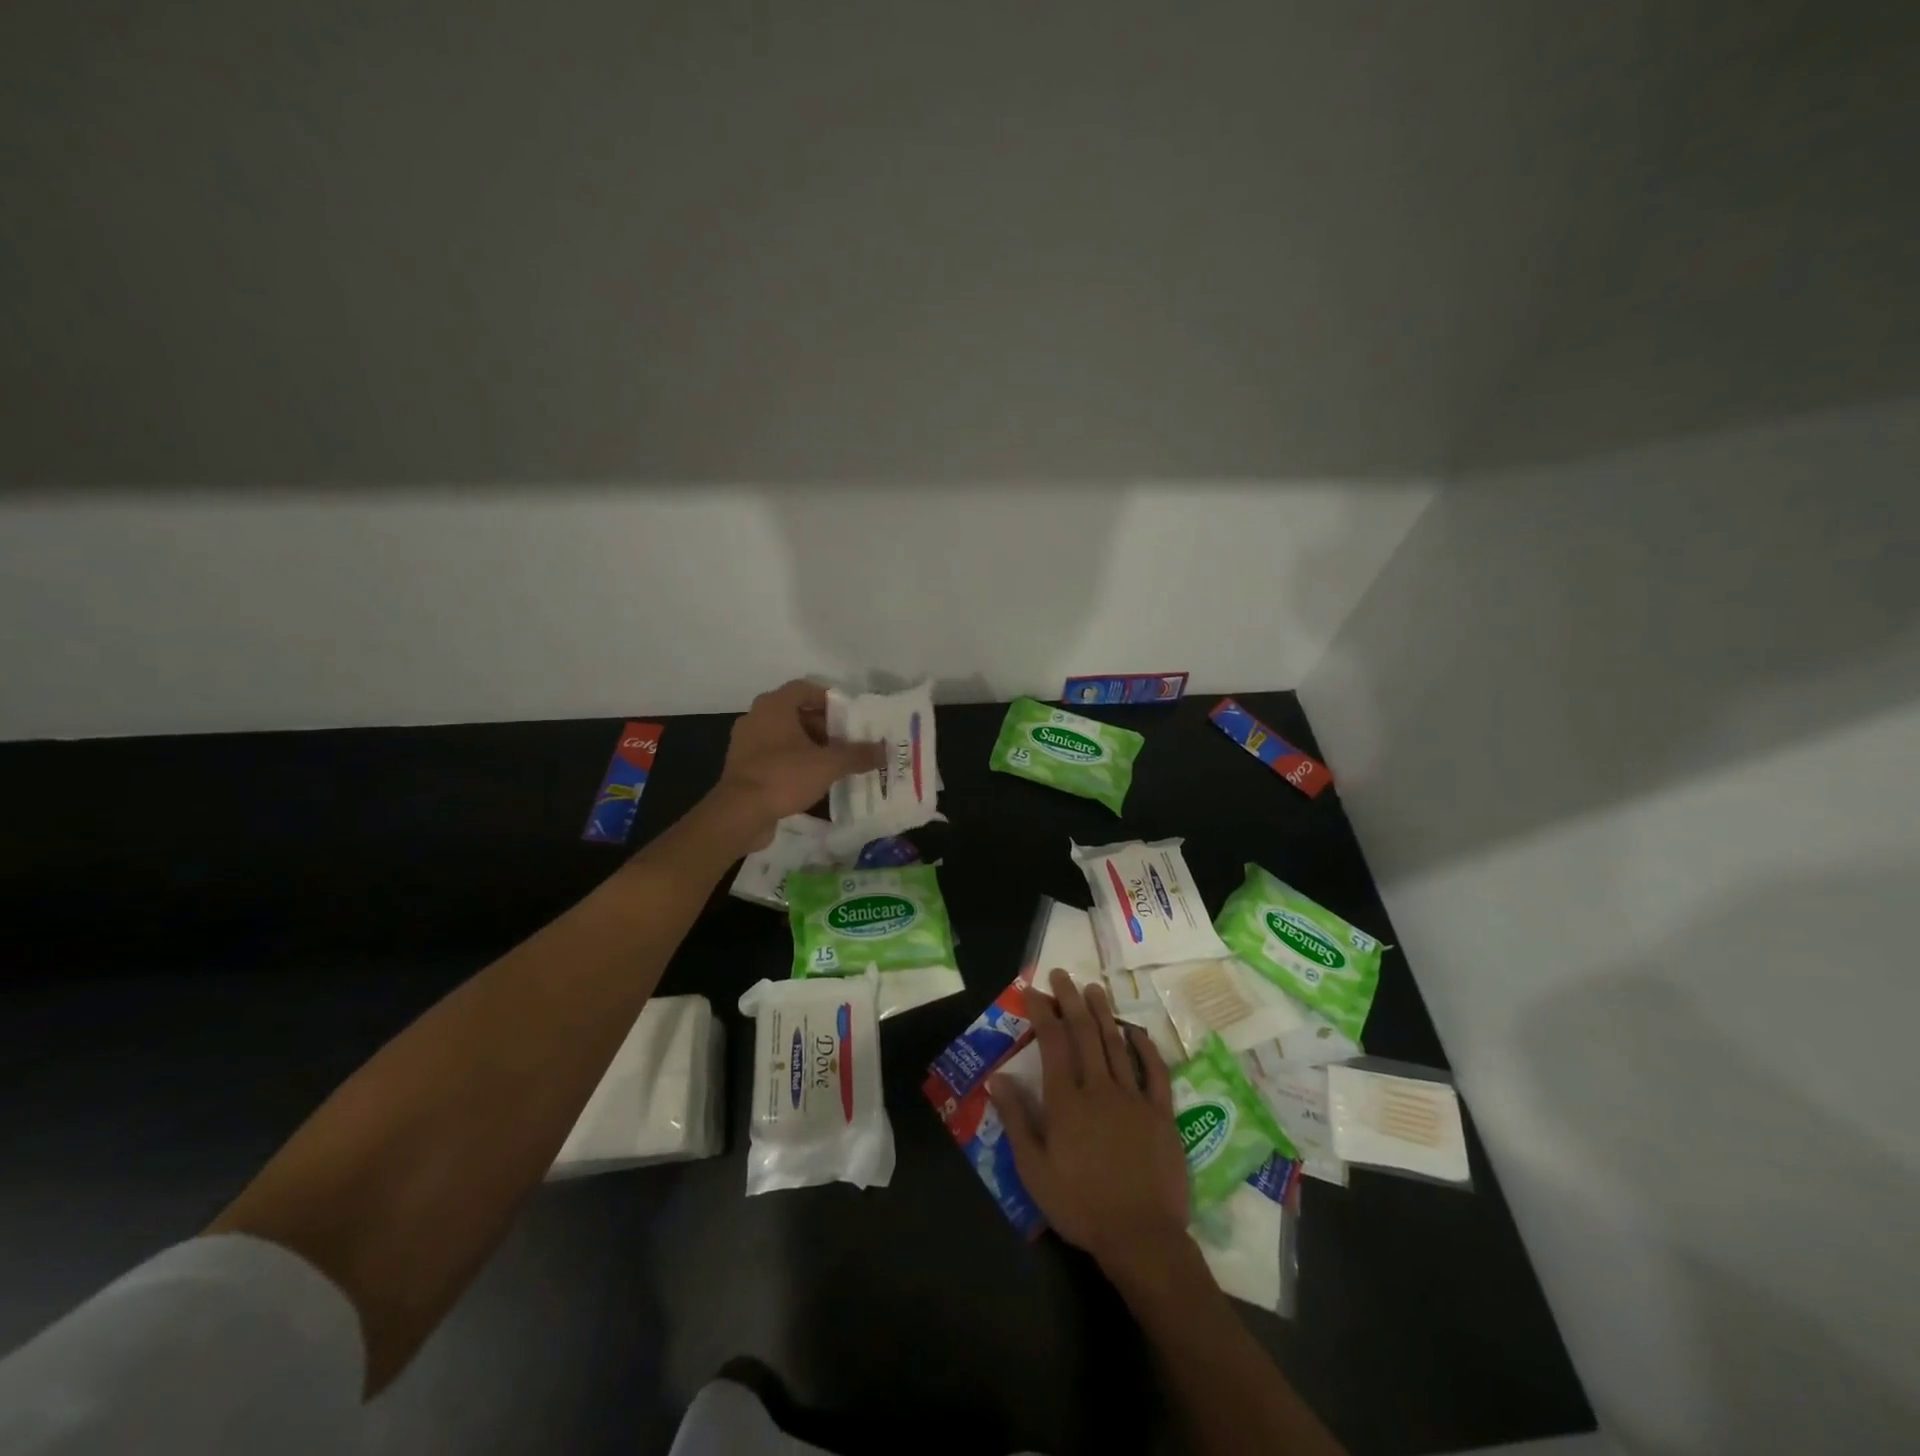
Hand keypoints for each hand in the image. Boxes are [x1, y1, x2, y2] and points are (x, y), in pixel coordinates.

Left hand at [706, 680, 884, 850]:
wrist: (739, 814)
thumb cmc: (784, 776)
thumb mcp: (829, 764)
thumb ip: (858, 754)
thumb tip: (885, 750)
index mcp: (774, 706)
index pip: (805, 688)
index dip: (830, 699)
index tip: (851, 716)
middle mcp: (757, 718)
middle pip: (797, 713)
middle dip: (825, 726)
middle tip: (849, 741)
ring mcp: (747, 744)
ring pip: (786, 737)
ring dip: (811, 746)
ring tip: (837, 762)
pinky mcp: (744, 768)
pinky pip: (776, 757)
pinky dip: (795, 763)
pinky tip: (816, 780)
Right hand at [991, 970, 1190, 1284]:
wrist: (1142, 1238)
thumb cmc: (1081, 1207)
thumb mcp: (1034, 1171)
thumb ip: (1016, 1121)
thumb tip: (997, 1079)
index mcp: (1066, 1102)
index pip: (1052, 1044)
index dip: (1042, 1013)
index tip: (1033, 990)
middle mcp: (1099, 1089)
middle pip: (1084, 1033)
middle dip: (1070, 1000)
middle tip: (1062, 975)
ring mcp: (1134, 1098)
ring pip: (1116, 1044)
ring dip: (1103, 1013)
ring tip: (1094, 988)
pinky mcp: (1161, 1114)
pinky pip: (1154, 1072)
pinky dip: (1145, 1048)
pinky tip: (1136, 1032)